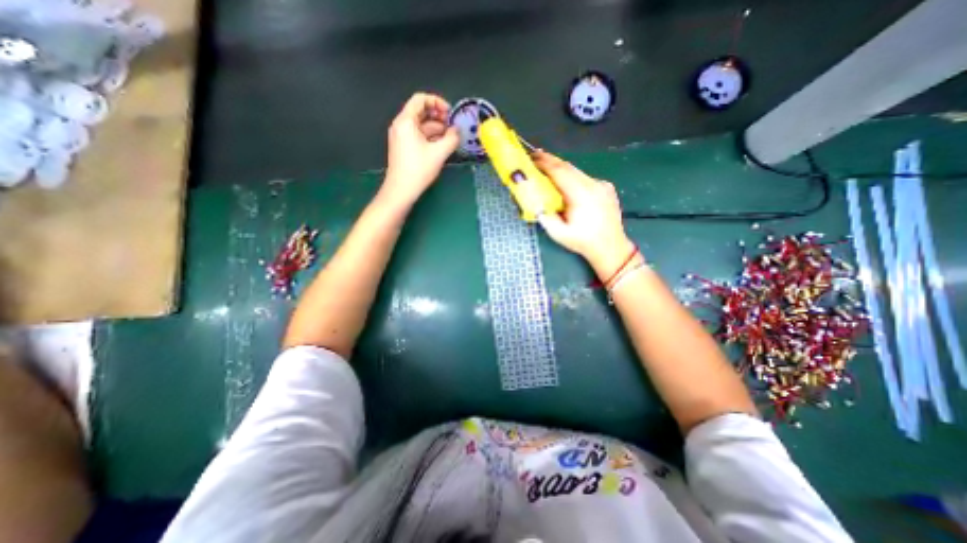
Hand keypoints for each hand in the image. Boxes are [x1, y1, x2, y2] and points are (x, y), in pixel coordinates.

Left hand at [381, 92, 458, 205]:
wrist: (401, 190)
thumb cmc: (418, 170)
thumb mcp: (439, 153)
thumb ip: (452, 138)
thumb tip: (458, 130)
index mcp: (406, 121)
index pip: (420, 99)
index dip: (437, 102)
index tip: (450, 113)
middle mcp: (401, 125)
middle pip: (421, 112)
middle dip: (438, 116)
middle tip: (453, 126)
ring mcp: (401, 137)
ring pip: (421, 125)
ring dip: (436, 128)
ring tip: (450, 137)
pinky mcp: (403, 147)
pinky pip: (418, 136)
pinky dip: (430, 137)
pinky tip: (441, 145)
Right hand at [531, 150, 638, 275]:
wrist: (611, 247)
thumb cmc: (583, 242)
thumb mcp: (558, 234)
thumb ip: (544, 216)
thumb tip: (534, 201)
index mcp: (581, 195)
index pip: (560, 172)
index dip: (545, 163)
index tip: (531, 157)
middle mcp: (593, 185)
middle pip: (569, 167)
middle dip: (551, 160)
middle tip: (535, 156)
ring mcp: (602, 185)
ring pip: (577, 171)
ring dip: (561, 168)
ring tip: (547, 167)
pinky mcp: (606, 188)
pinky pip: (585, 178)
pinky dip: (572, 177)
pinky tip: (566, 182)